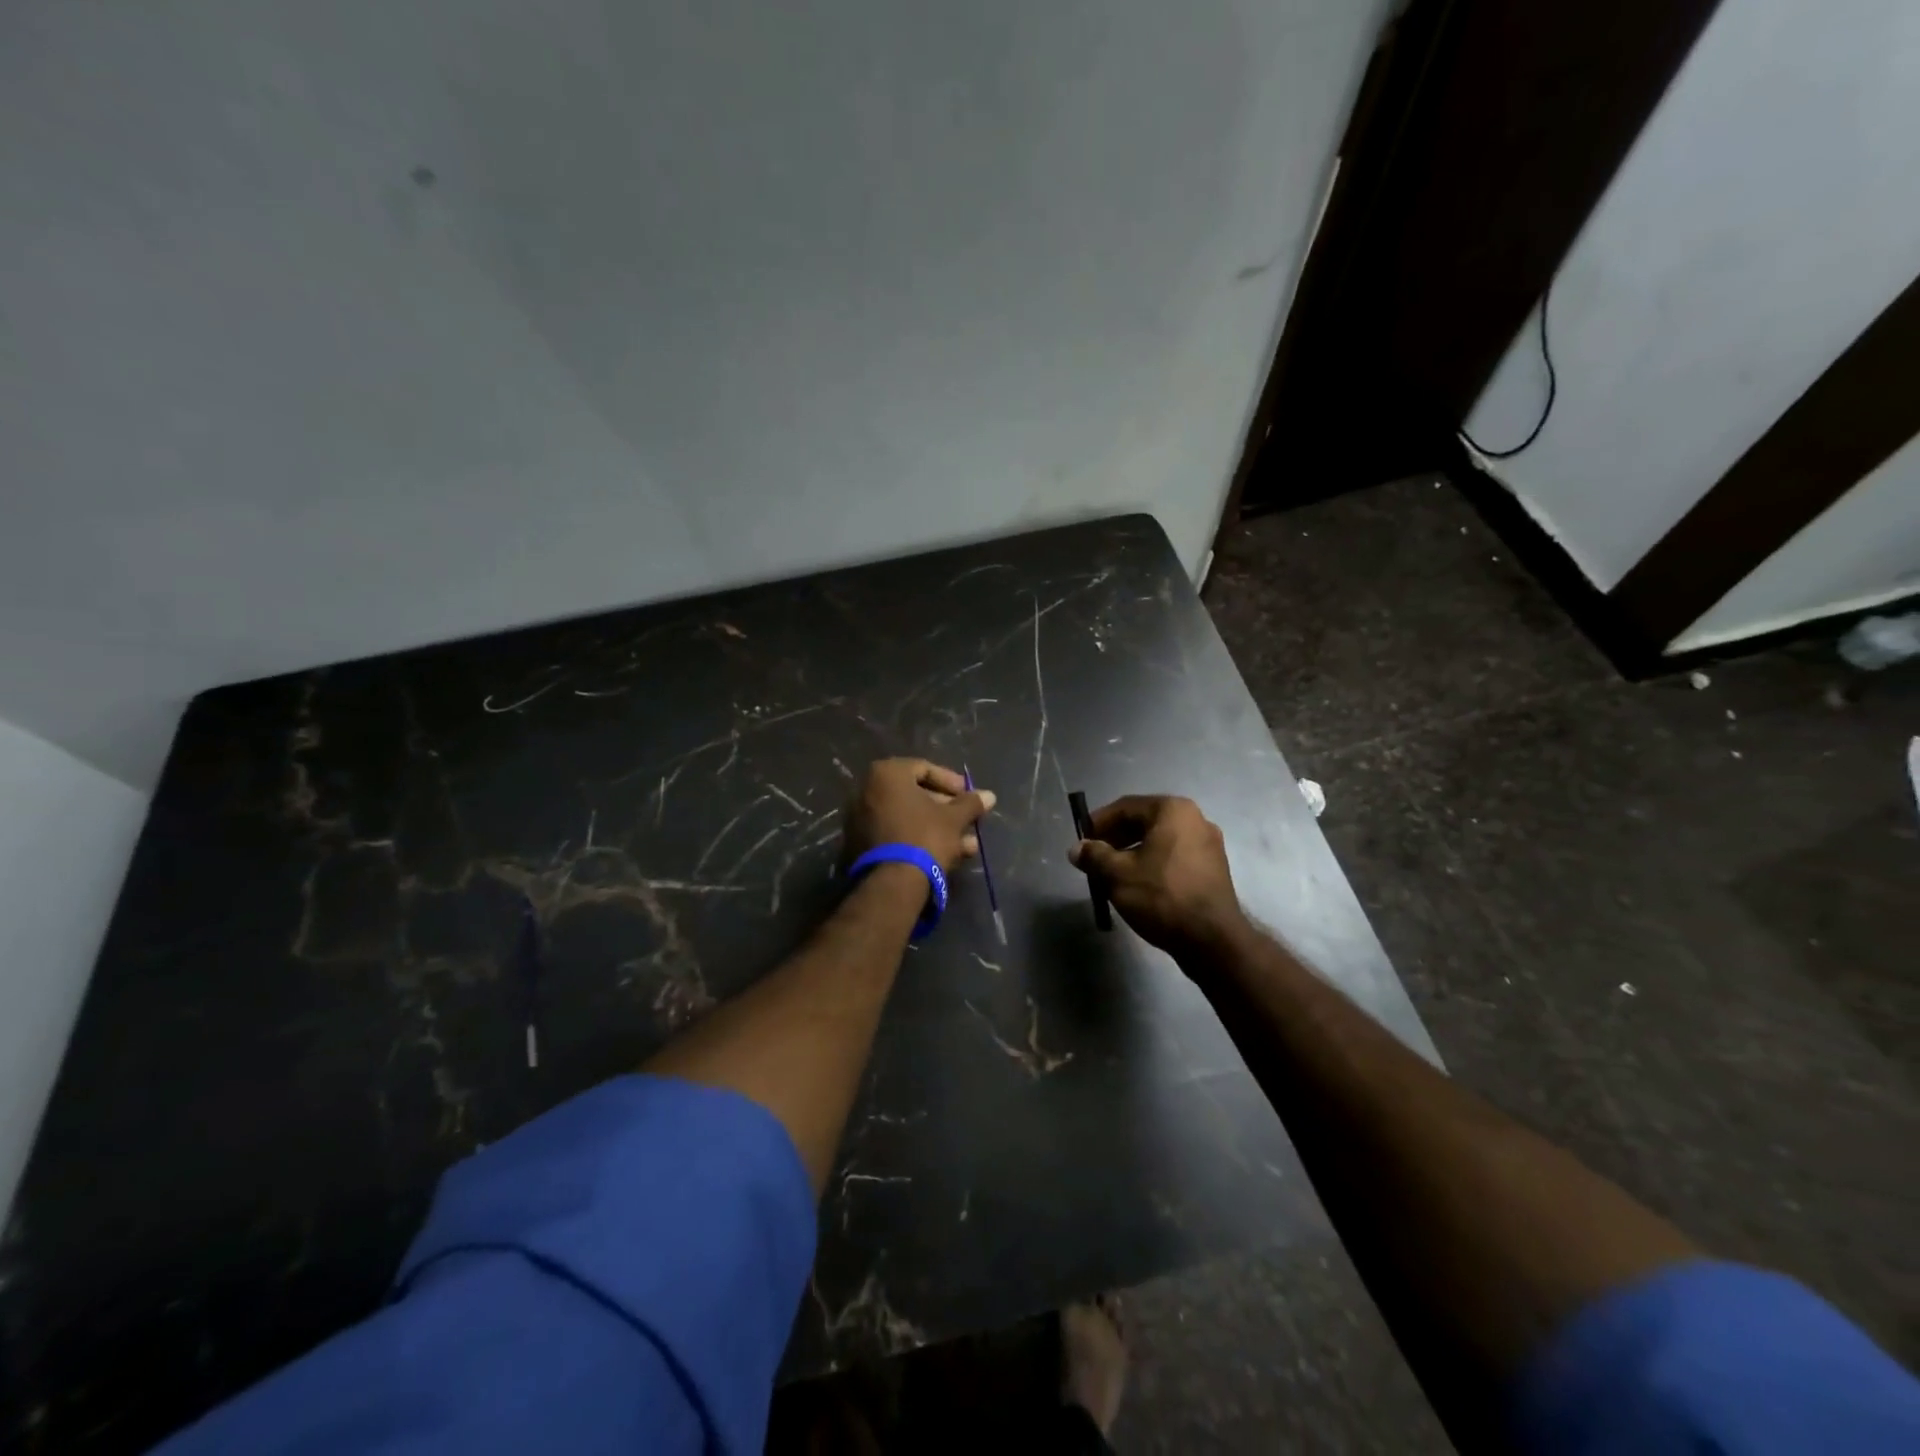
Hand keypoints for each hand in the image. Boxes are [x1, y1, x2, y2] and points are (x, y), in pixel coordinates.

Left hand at [845, 758, 995, 874]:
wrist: (893, 883)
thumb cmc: (925, 837)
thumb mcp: (954, 818)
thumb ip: (971, 803)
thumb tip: (989, 795)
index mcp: (886, 774)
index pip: (924, 769)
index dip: (951, 783)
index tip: (969, 797)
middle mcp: (867, 791)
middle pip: (915, 795)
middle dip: (946, 810)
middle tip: (968, 822)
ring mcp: (861, 819)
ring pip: (908, 818)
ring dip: (938, 828)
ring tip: (967, 846)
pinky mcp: (861, 845)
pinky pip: (896, 834)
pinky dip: (919, 840)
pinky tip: (947, 856)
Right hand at [1069, 796, 1245, 958]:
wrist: (1211, 940)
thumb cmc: (1161, 896)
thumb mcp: (1117, 874)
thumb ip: (1094, 856)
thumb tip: (1076, 849)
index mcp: (1172, 811)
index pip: (1125, 807)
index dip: (1098, 822)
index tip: (1081, 840)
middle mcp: (1195, 819)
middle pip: (1144, 822)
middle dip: (1115, 839)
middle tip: (1093, 858)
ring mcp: (1208, 845)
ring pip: (1159, 841)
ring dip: (1132, 854)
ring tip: (1111, 875)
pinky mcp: (1213, 869)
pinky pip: (1174, 857)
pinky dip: (1152, 864)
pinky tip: (1138, 885)